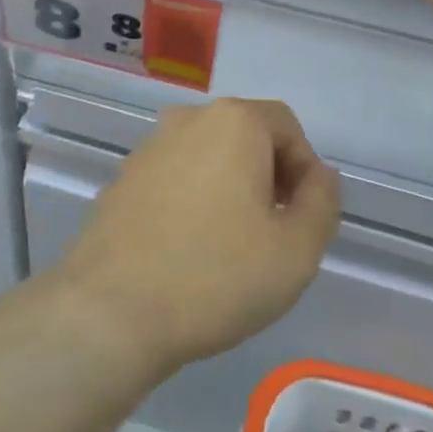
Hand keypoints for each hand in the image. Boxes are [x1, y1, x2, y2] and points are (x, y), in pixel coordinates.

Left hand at [54, 99, 340, 377]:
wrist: (110, 311)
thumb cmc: (216, 276)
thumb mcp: (296, 250)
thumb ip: (322, 202)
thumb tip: (319, 175)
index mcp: (232, 122)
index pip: (286, 126)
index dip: (305, 169)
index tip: (303, 217)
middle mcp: (187, 120)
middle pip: (246, 136)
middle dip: (269, 177)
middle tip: (274, 232)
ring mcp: (148, 149)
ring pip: (208, 157)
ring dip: (231, 188)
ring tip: (233, 245)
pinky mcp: (122, 180)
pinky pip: (175, 178)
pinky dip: (193, 200)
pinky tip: (190, 249)